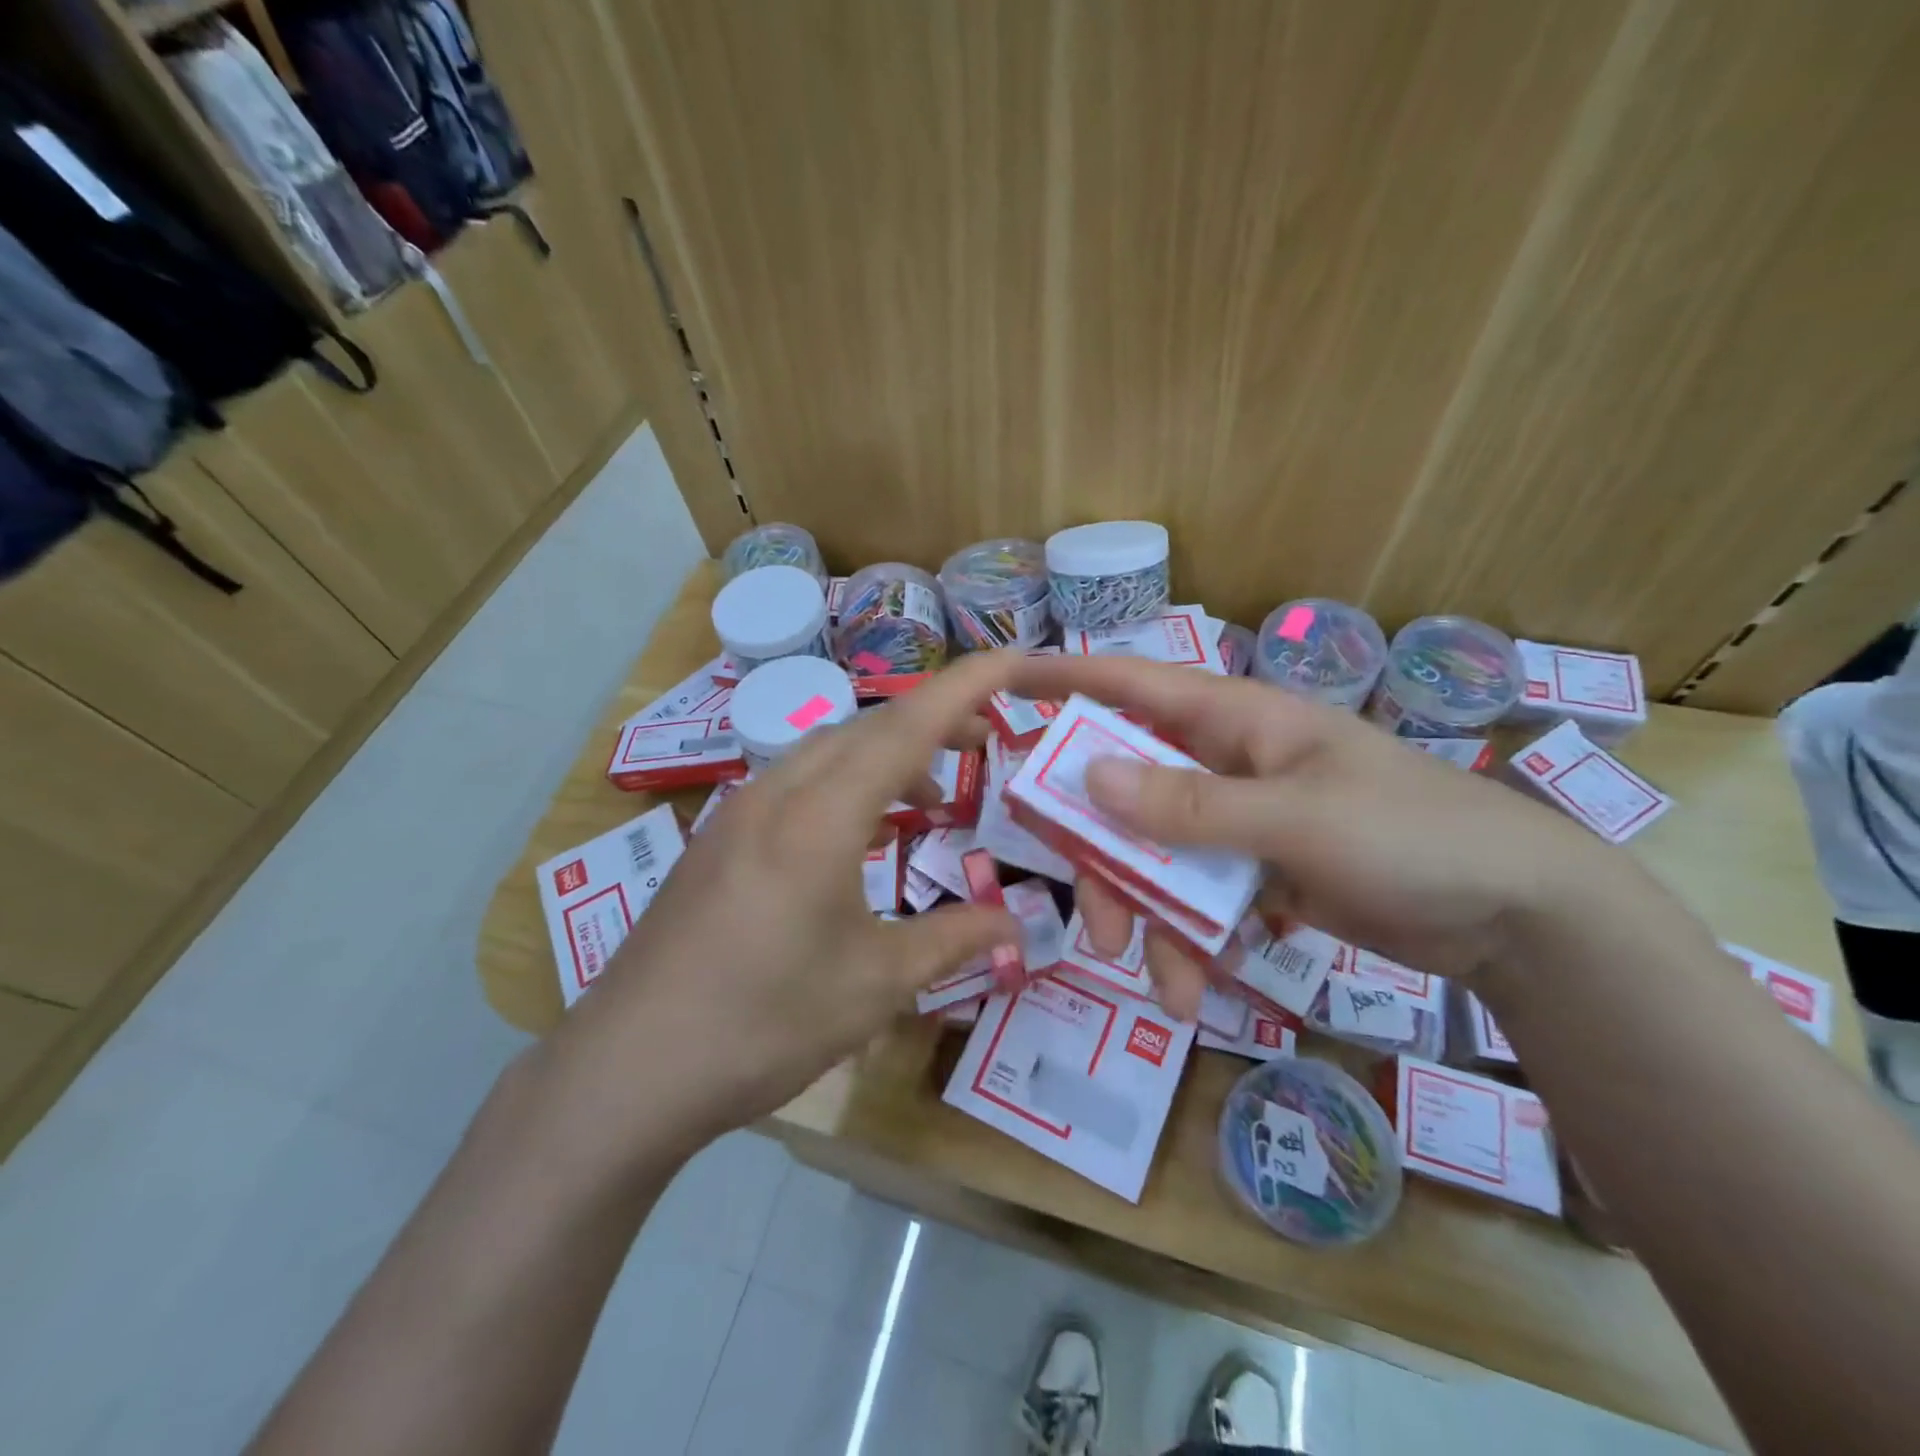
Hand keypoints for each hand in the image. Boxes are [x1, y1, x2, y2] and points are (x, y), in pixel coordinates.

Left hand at [543, 652, 1022, 1151]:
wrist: (628, 1069)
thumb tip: (1017, 924)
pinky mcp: (718, 839)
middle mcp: (777, 794)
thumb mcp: (875, 985)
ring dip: (888, 757)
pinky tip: (861, 834)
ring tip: (932, 800)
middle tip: (987, 741)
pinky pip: (797, 783)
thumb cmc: (763, 1024)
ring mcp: (738, 812)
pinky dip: (847, 787)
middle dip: (935, 721)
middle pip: (868, 727)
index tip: (1017, 661)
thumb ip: (953, 940)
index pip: (909, 726)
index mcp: (821, 816)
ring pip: (829, 751)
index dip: (969, 686)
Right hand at [1007, 654, 1623, 1017]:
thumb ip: (1189, 805)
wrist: (1517, 915)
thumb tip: (1088, 778)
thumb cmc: (1411, 835)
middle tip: (1097, 924)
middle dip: (1105, 859)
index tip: (1002, 683)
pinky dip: (1188, 940)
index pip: (1132, 685)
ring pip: (1156, 856)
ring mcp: (1238, 821)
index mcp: (1234, 722)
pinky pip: (1195, 898)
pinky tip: (1196, 987)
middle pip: (1128, 794)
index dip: (1065, 680)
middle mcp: (1224, 764)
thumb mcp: (1295, 819)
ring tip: (1164, 986)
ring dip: (1149, 918)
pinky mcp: (1255, 872)